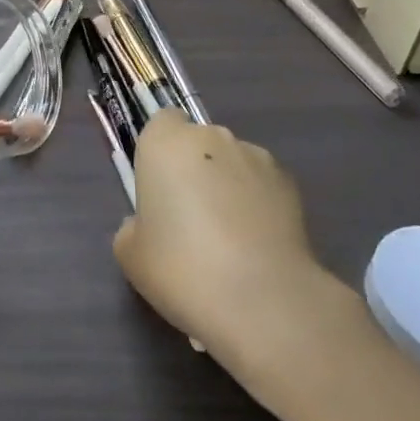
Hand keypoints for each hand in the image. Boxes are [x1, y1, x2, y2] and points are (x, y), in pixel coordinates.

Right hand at [113, 112, 351, 360]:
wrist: (261, 298)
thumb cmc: (181, 268)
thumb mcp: (130, 254)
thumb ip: (135, 225)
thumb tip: (152, 223)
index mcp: (166, 143)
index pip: (162, 122)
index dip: (160, 151)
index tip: (159, 187)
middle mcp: (211, 137)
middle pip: (198, 142)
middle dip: (194, 169)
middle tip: (190, 218)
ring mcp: (255, 156)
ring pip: (232, 162)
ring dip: (227, 185)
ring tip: (230, 237)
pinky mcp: (289, 182)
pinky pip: (262, 184)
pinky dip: (257, 203)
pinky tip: (257, 244)